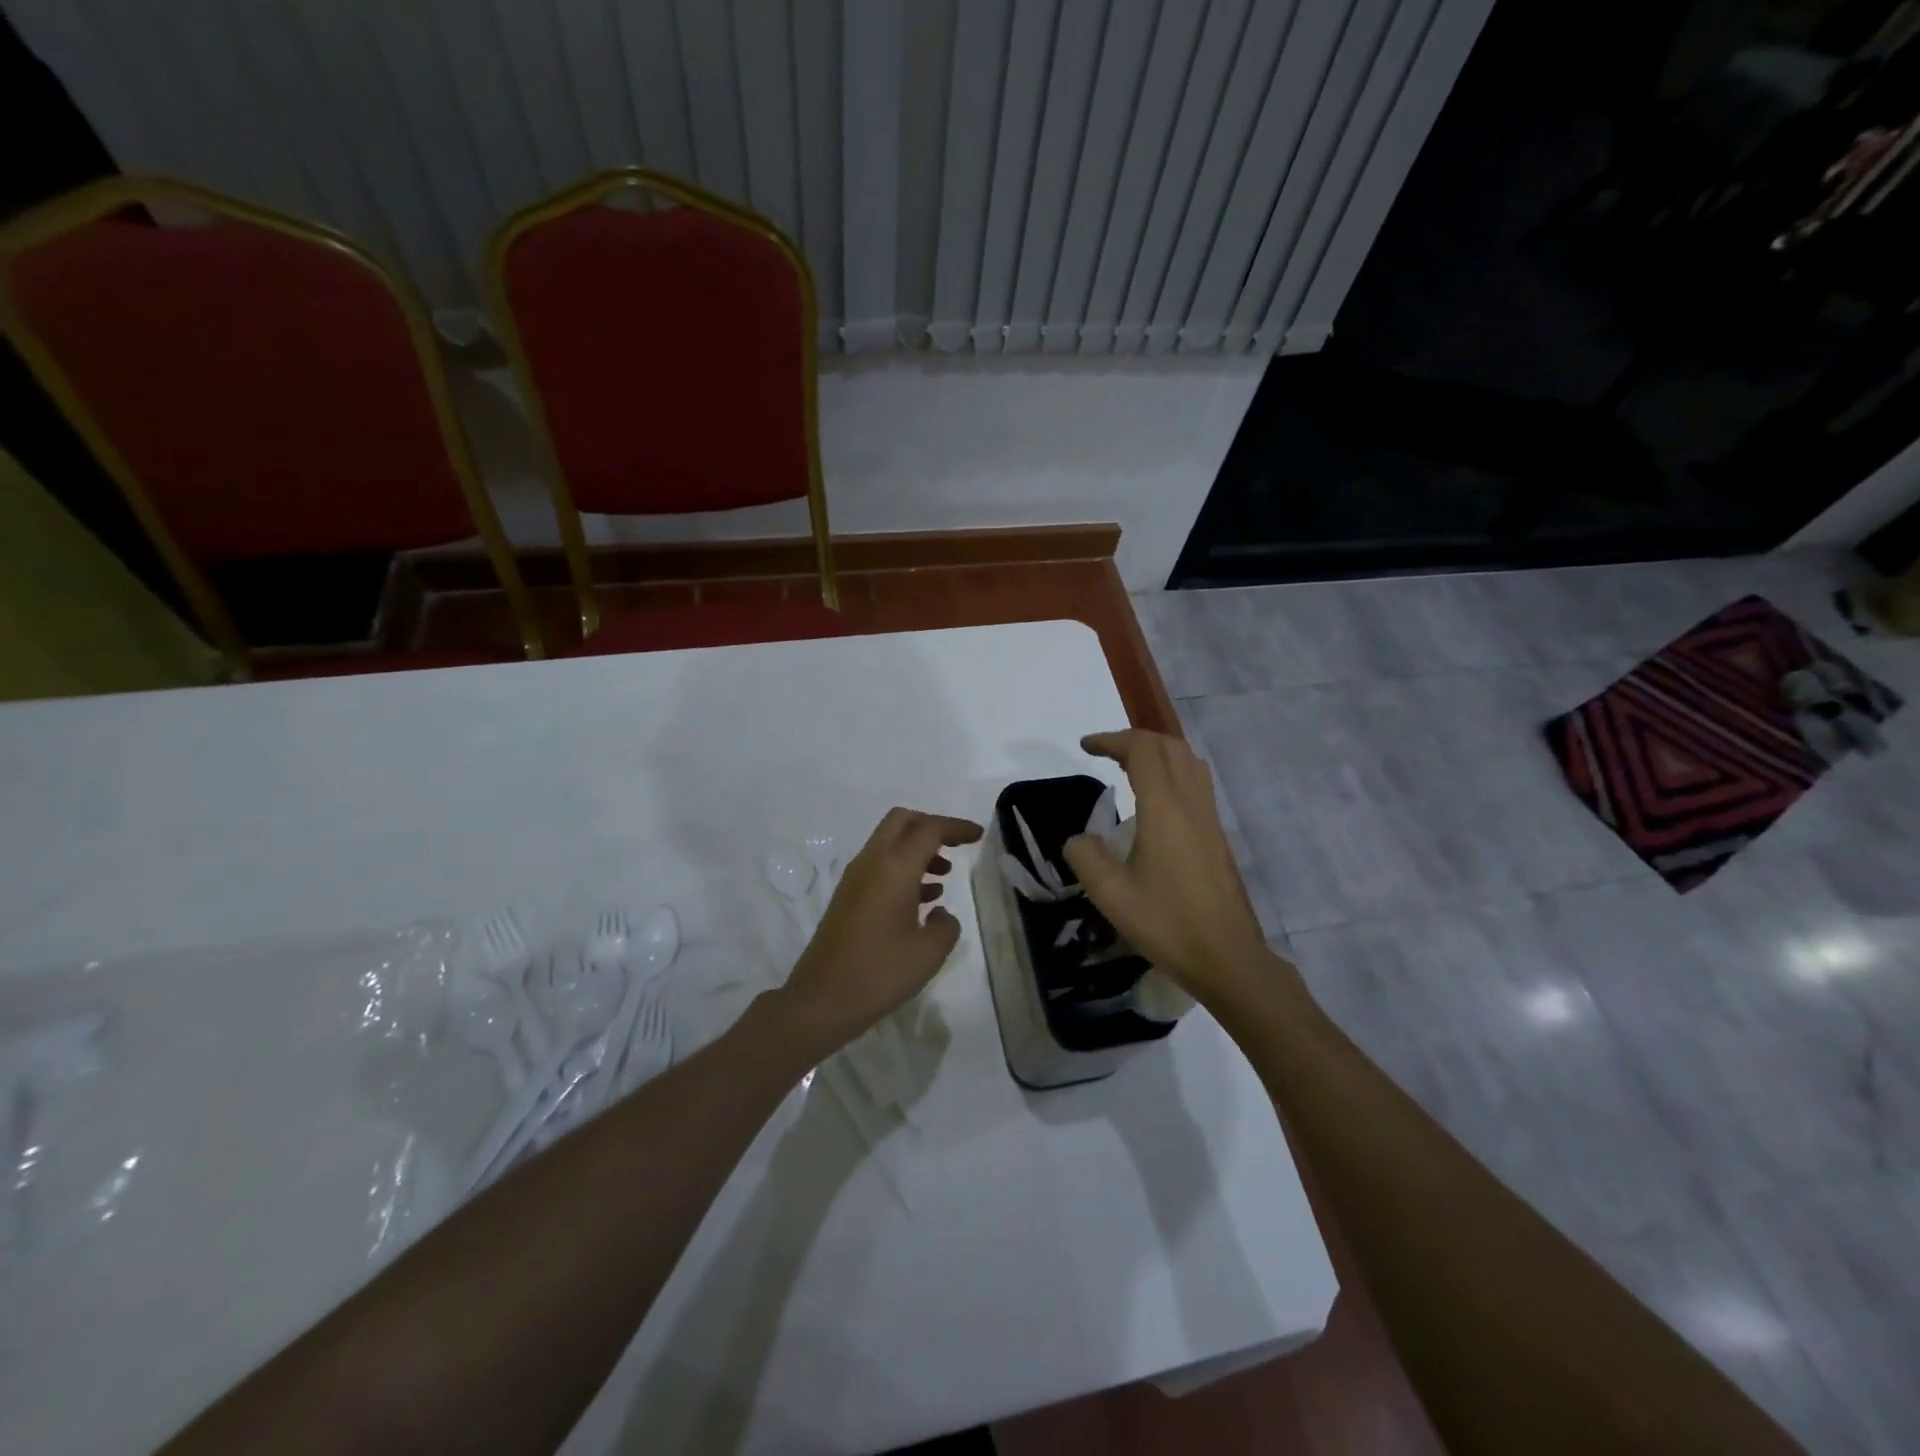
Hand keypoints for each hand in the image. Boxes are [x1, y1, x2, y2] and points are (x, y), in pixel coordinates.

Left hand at [775, 807, 984, 1058]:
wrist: (821, 1000)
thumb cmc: (879, 973)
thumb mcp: (929, 952)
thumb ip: (946, 925)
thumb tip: (939, 913)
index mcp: (894, 868)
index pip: (929, 829)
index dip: (956, 827)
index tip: (978, 835)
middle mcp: (872, 863)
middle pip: (903, 821)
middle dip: (932, 826)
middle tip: (956, 846)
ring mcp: (855, 878)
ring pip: (890, 843)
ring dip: (918, 849)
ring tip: (944, 877)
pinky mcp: (848, 896)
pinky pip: (880, 866)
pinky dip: (904, 869)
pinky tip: (923, 900)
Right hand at [1062, 730, 1272, 1004]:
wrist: (1227, 956)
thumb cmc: (1167, 923)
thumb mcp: (1111, 895)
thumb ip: (1086, 858)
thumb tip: (1079, 839)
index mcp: (1164, 809)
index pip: (1142, 750)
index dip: (1112, 740)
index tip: (1085, 747)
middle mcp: (1191, 803)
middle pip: (1168, 746)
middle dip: (1134, 740)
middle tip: (1104, 753)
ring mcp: (1209, 818)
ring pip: (1188, 762)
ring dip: (1157, 753)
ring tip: (1128, 768)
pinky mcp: (1217, 835)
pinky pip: (1196, 783)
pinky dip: (1172, 773)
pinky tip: (1156, 801)